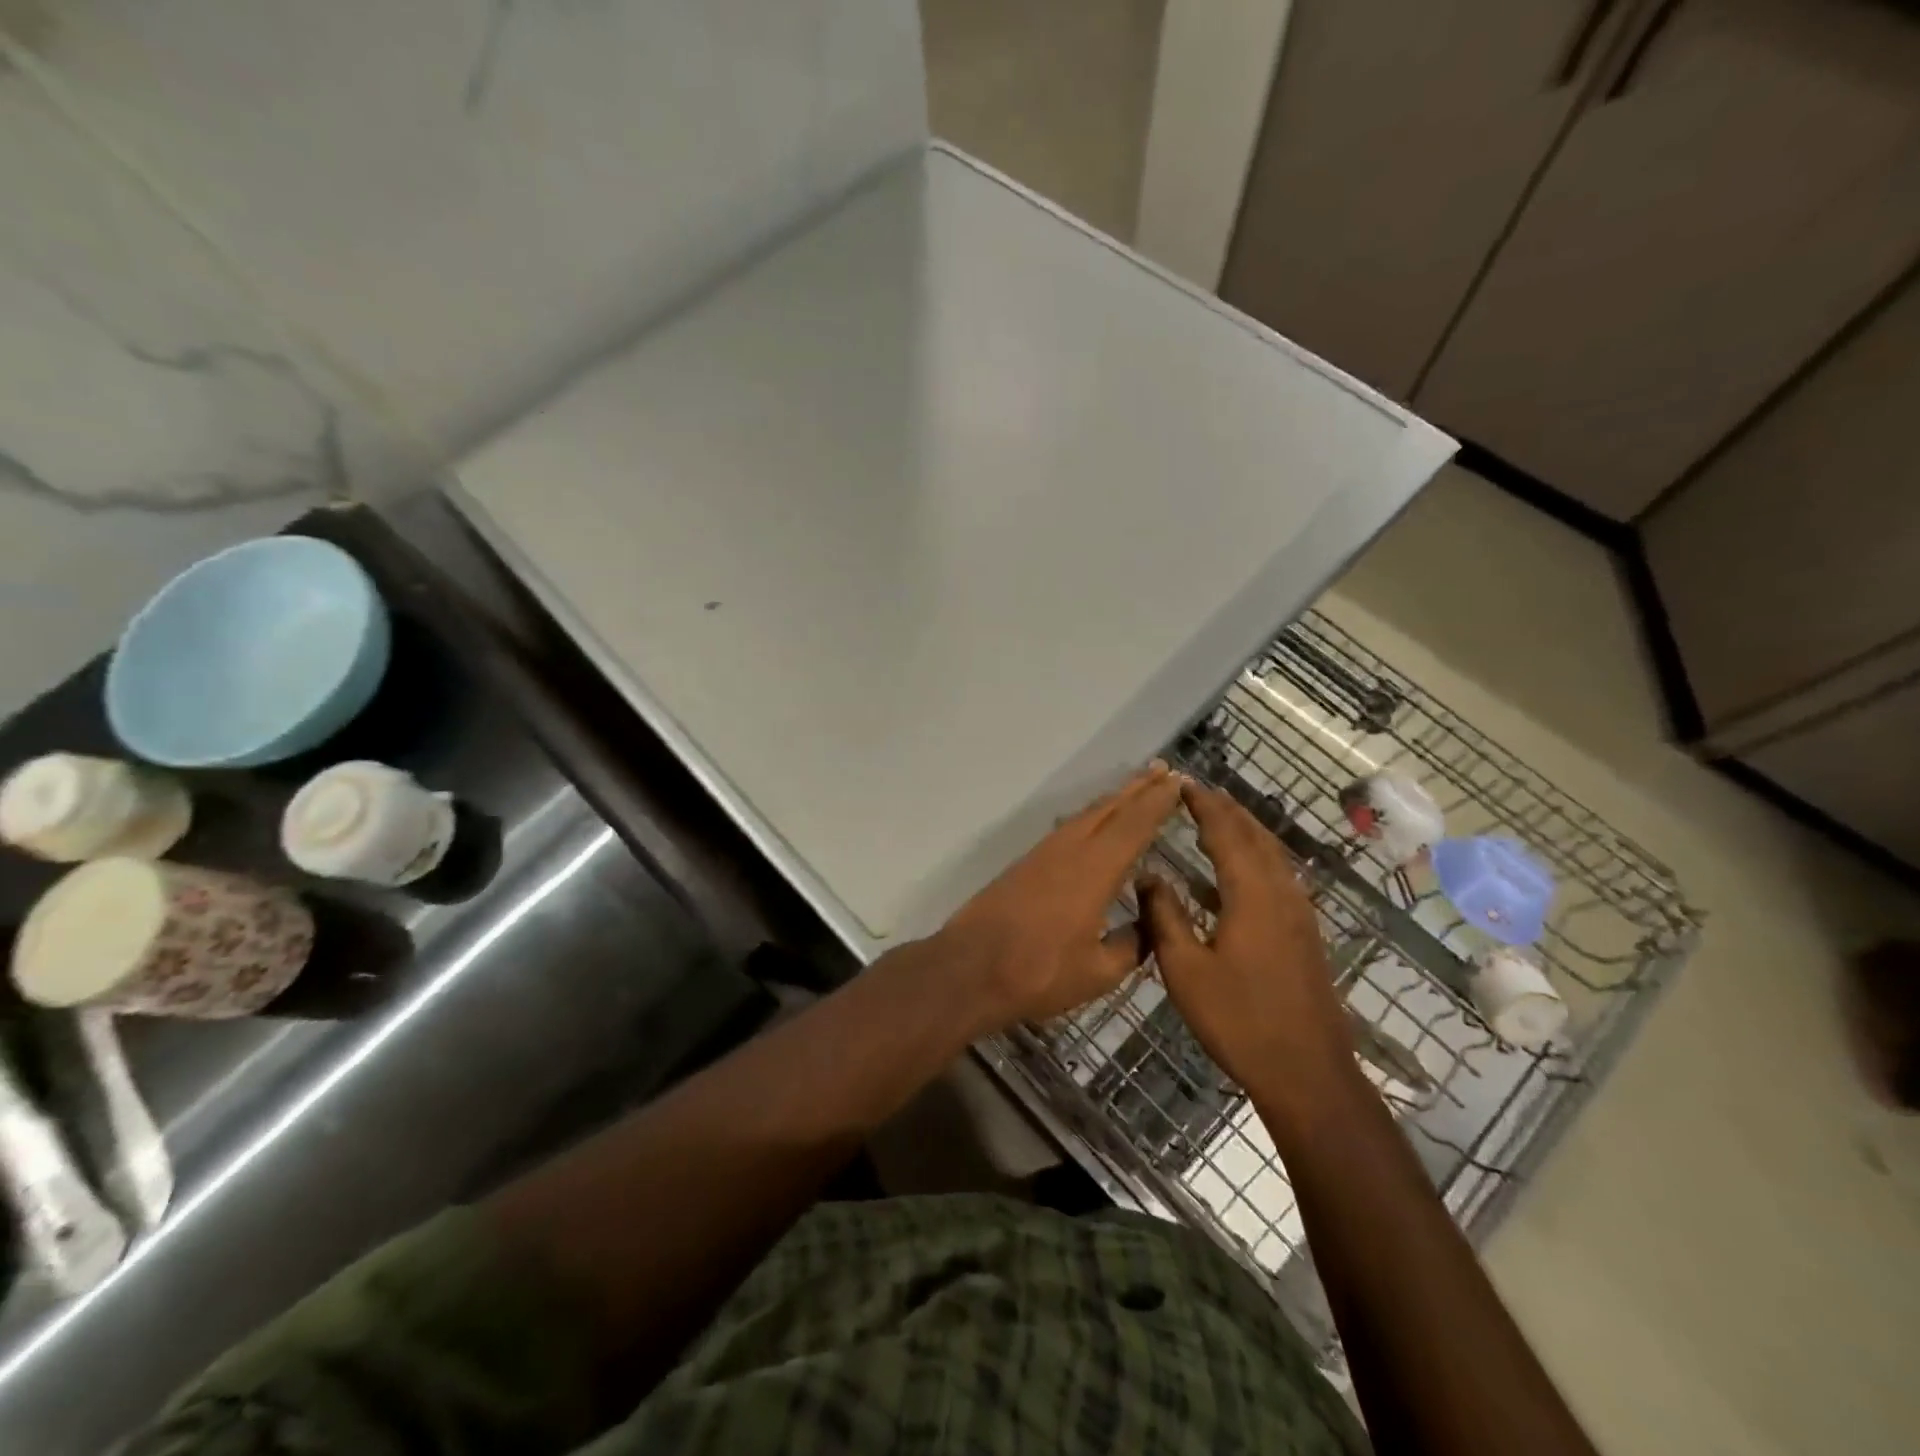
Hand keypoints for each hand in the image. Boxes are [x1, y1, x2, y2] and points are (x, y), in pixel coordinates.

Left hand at [934, 763, 1182, 1034]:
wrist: (970, 969)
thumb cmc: (1040, 973)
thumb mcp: (1099, 972)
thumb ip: (1132, 945)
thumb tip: (1150, 924)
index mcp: (1095, 869)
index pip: (1135, 825)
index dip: (1158, 801)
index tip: (1179, 781)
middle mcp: (1070, 849)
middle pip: (1110, 809)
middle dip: (1139, 788)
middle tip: (1164, 769)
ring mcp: (1044, 853)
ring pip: (1087, 815)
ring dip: (1114, 799)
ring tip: (1136, 788)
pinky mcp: (1026, 863)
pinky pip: (1069, 828)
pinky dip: (1091, 816)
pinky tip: (1095, 823)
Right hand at [1138, 782, 1361, 1131]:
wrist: (1307, 1072)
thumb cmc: (1239, 1020)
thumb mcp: (1185, 970)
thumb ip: (1164, 917)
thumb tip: (1149, 875)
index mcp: (1253, 895)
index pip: (1226, 833)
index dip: (1204, 805)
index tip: (1182, 783)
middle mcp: (1282, 893)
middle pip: (1255, 835)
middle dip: (1227, 809)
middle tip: (1197, 792)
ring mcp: (1299, 913)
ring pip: (1272, 854)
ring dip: (1244, 830)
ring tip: (1215, 818)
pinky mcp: (1304, 933)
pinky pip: (1278, 876)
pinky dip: (1254, 857)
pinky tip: (1234, 873)